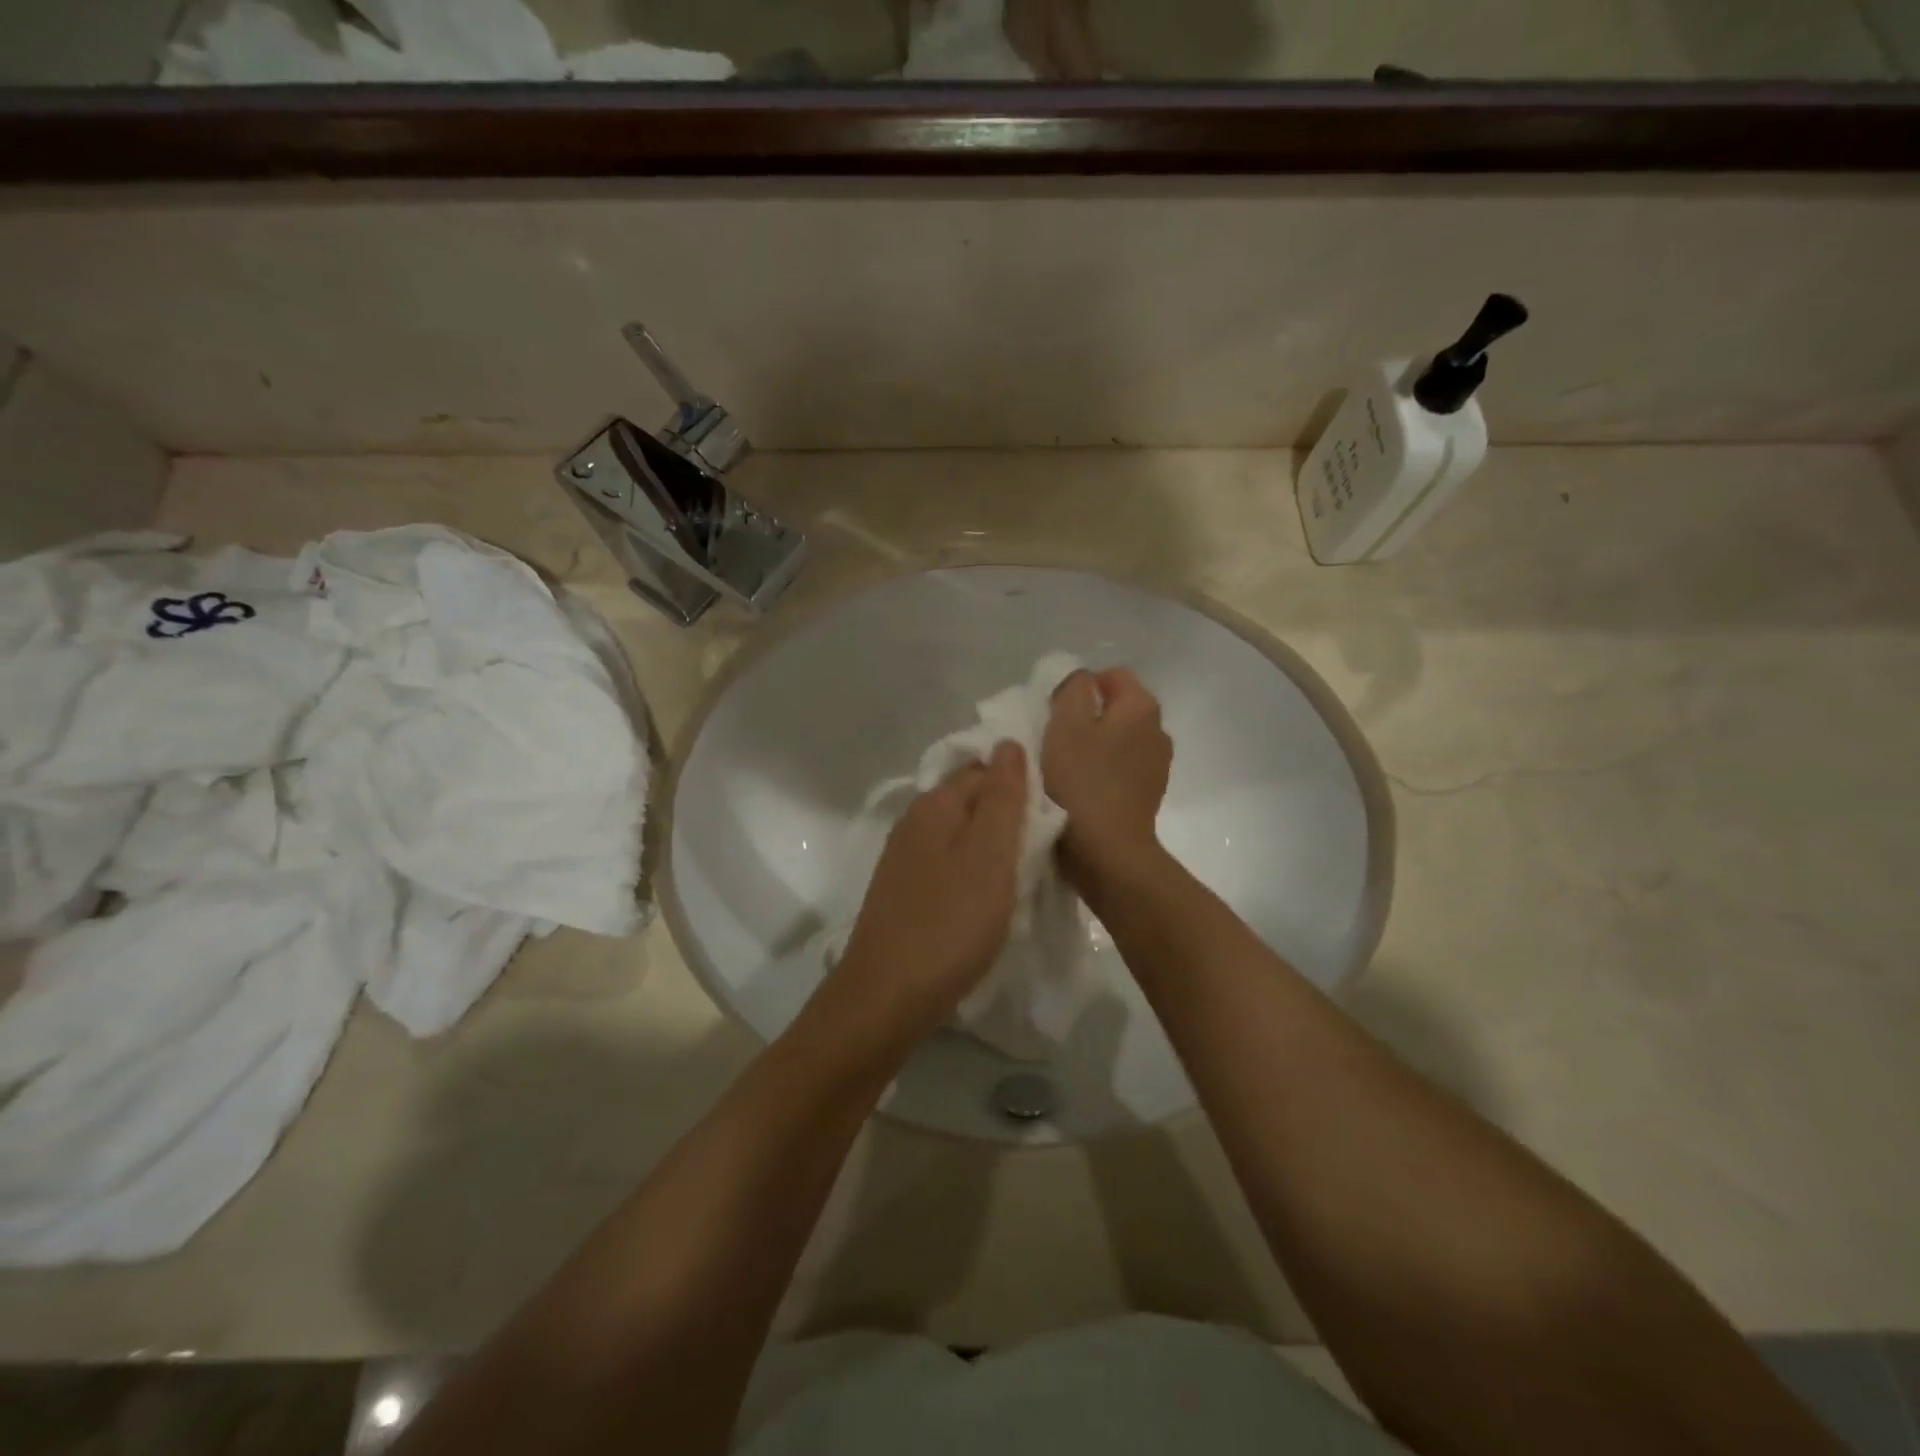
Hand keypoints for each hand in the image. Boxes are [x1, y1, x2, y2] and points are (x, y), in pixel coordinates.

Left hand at [829, 742, 1028, 1047]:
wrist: (887, 997)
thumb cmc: (949, 923)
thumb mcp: (990, 856)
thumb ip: (1003, 798)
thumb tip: (1008, 743)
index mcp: (935, 804)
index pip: (986, 768)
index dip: (1022, 783)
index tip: (1055, 811)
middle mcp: (915, 822)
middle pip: (971, 800)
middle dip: (1009, 812)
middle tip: (1047, 843)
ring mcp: (906, 858)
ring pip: (961, 833)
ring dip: (993, 844)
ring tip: (1027, 869)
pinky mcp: (906, 891)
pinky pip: (950, 862)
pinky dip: (975, 869)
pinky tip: (991, 893)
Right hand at [1042, 668, 1171, 892]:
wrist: (1106, 852)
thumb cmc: (1080, 781)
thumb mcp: (1065, 723)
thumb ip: (1074, 688)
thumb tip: (1082, 683)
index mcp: (1142, 706)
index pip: (1112, 675)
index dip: (1080, 688)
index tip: (1055, 713)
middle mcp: (1158, 730)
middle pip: (1116, 708)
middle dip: (1086, 717)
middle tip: (1054, 739)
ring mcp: (1156, 765)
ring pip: (1118, 740)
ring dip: (1093, 747)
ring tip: (1064, 767)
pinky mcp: (1147, 795)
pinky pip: (1120, 769)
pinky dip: (1101, 772)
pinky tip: (1079, 790)